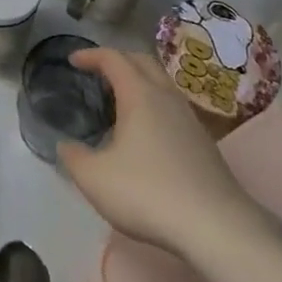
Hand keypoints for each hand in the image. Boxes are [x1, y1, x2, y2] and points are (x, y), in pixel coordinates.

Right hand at [57, 48, 254, 254]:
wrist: (216, 226)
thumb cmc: (148, 193)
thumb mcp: (96, 179)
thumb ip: (74, 158)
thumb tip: (65, 146)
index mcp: (139, 94)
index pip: (113, 58)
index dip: (91, 55)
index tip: (73, 60)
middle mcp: (166, 96)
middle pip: (141, 61)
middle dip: (118, 60)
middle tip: (98, 73)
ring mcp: (189, 118)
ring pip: (161, 83)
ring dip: (139, 82)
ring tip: (120, 101)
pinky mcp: (203, 142)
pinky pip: (172, 107)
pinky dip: (154, 105)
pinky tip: (146, 133)